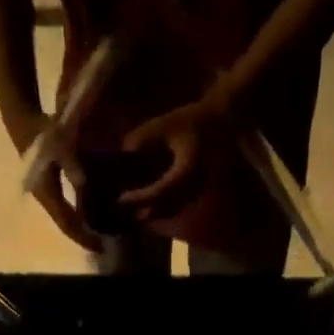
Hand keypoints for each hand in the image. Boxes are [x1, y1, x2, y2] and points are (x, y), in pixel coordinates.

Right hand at [3, 104, 95, 250]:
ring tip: (100, 235)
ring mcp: (45, 195)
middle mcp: (45, 199)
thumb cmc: (42, 132)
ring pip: (64, 220)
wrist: (22, 121)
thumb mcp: (59, 144)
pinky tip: (90, 218)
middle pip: (66, 226)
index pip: (67, 223)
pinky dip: (77, 218)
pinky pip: (63, 211)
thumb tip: (82, 183)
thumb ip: (71, 163)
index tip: (101, 247)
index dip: (83, 237)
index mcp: (48, 193)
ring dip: (81, 229)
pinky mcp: (47, 189)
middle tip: (106, 245)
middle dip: (84, 237)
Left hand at [117, 86, 229, 221]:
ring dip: (149, 213)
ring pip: (169, 211)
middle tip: (119, 209)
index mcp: (188, 168)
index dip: (140, 198)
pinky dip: (158, 209)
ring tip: (128, 210)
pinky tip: (143, 206)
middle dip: (141, 211)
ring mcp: (197, 191)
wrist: (214, 123)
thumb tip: (120, 162)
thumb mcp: (157, 127)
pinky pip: (175, 207)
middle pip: (165, 207)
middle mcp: (194, 185)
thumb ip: (138, 144)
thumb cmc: (186, 120)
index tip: (121, 199)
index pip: (161, 191)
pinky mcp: (195, 194)